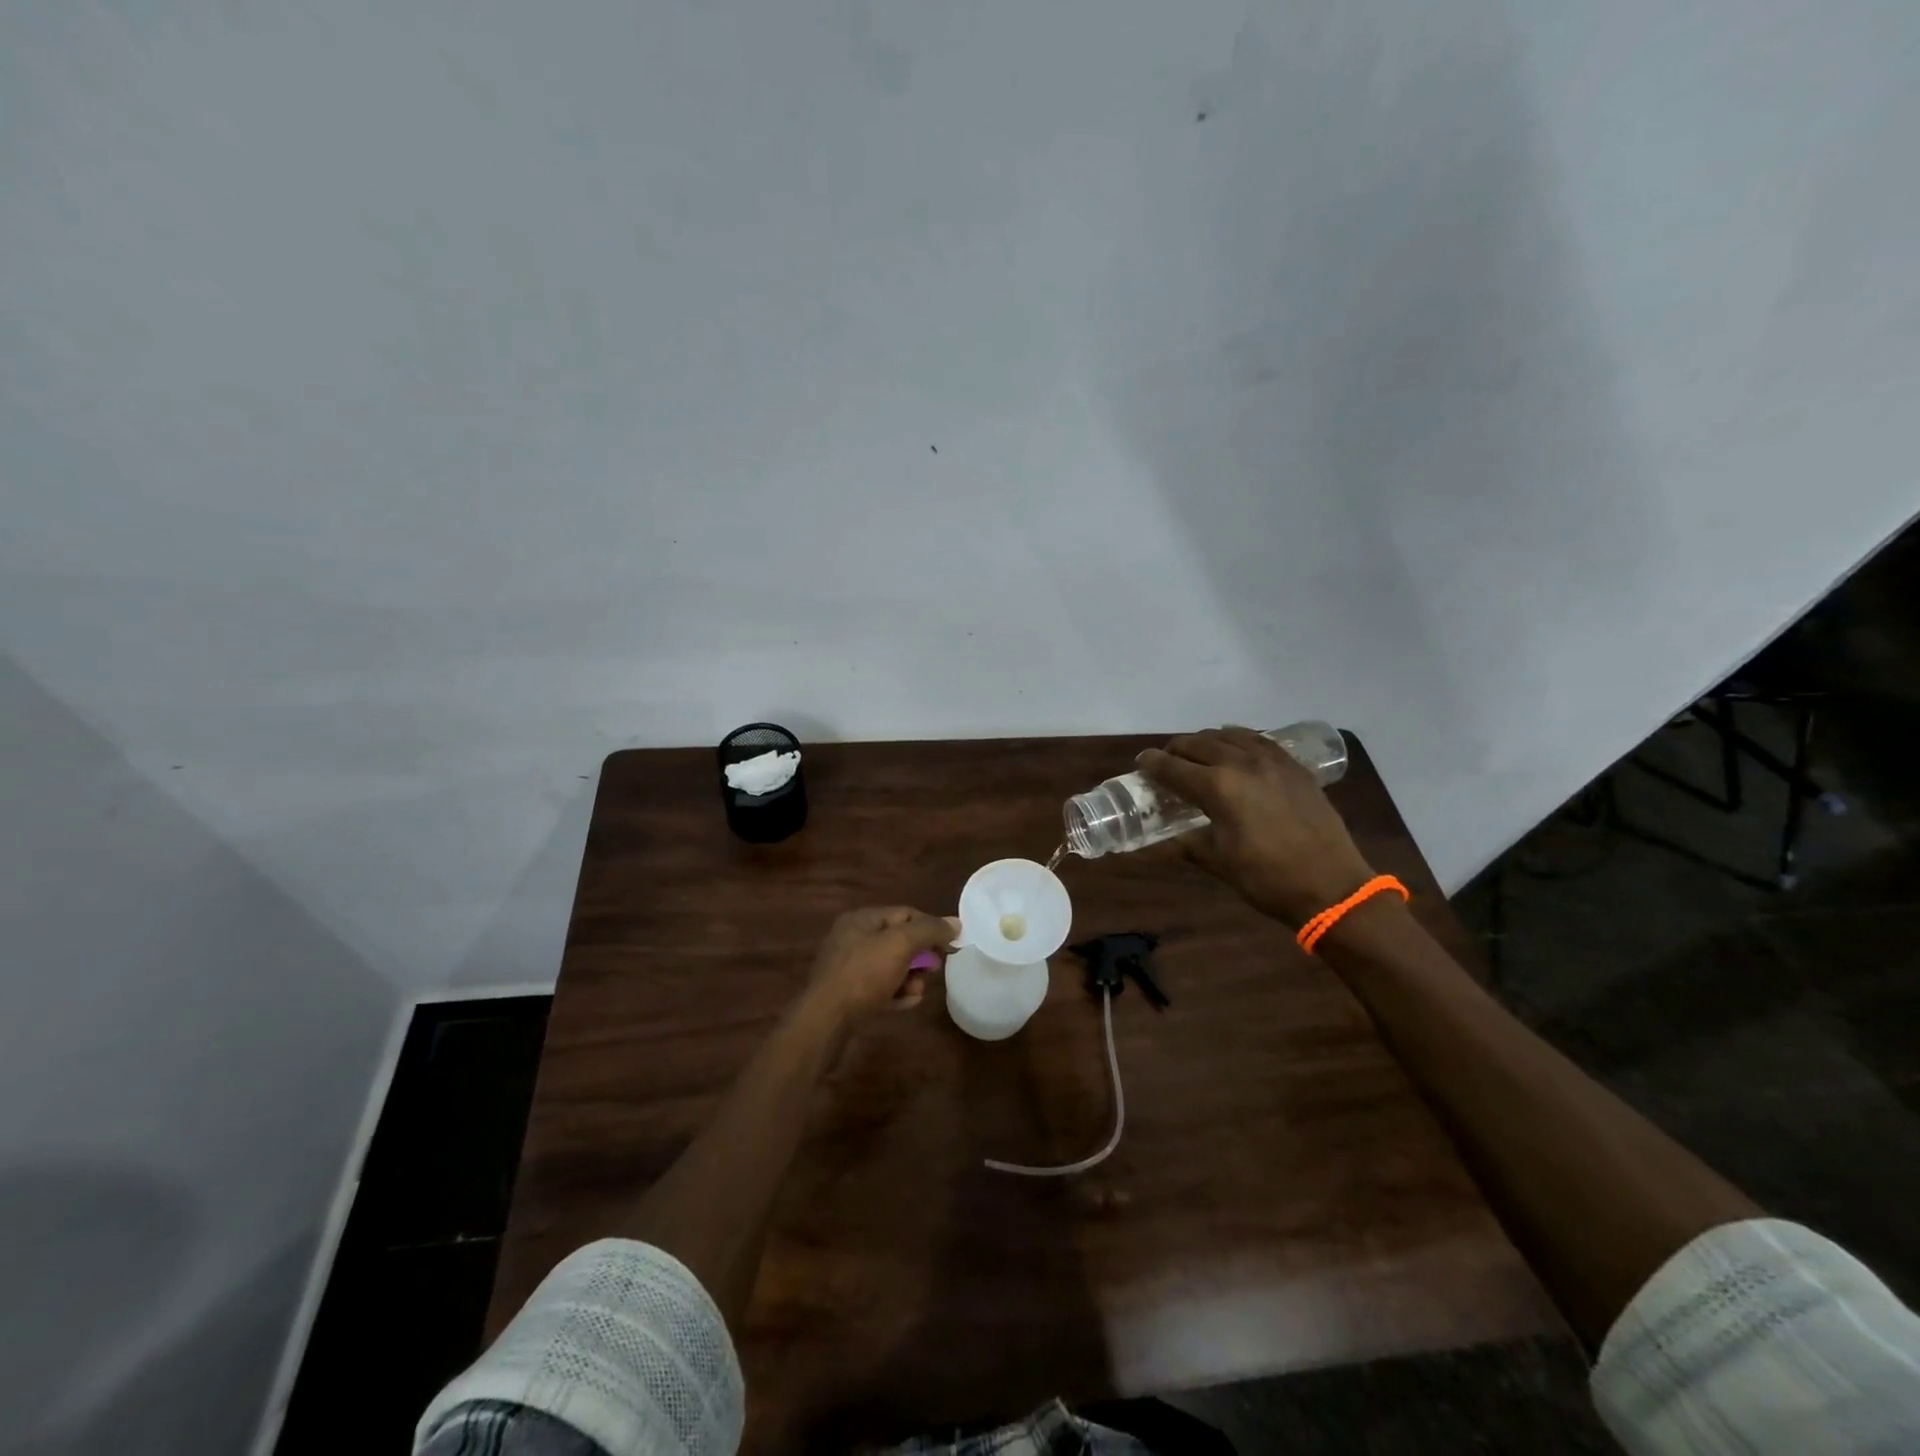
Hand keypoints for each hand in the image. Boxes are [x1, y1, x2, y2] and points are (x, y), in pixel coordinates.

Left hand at [805, 905, 959, 1023]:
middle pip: (898, 941)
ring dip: (910, 977)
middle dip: (920, 956)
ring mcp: (849, 968)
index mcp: (862, 919)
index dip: (930, 926)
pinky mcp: (849, 995)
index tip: (951, 945)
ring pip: (891, 966)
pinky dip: (896, 993)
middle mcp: (853, 939)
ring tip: (917, 991)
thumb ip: (929, 931)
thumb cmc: (863, 975)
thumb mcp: (900, 945)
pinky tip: (906, 1003)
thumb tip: (955, 923)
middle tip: (933, 970)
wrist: (826, 1022)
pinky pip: (880, 988)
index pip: (906, 913)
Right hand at [1137, 726, 1376, 926]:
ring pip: (1230, 735)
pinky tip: (1237, 751)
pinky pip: (1260, 740)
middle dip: (1176, 749)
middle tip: (1167, 761)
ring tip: (1200, 754)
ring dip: (1207, 741)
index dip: (1152, 764)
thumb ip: (1186, 843)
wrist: (1332, 887)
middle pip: (1199, 743)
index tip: (1141, 762)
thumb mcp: (1217, 862)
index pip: (1173, 767)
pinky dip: (1239, 740)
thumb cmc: (1267, 879)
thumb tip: (1158, 843)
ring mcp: (1272, 761)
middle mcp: (1241, 763)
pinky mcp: (1294, 766)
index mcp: (1218, 788)